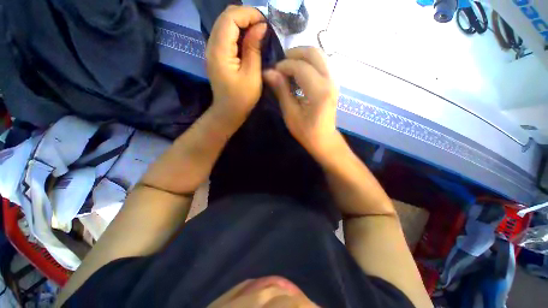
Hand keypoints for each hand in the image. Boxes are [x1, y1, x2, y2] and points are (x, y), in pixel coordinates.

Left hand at [206, 6, 267, 126]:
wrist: (228, 112)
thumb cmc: (242, 98)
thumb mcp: (252, 75)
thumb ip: (254, 49)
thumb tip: (260, 26)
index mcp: (220, 51)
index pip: (230, 18)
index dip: (248, 14)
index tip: (264, 23)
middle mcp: (211, 45)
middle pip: (225, 17)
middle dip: (245, 16)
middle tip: (262, 27)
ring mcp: (211, 49)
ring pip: (224, 24)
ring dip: (242, 23)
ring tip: (257, 31)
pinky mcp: (215, 54)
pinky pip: (225, 34)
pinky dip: (237, 32)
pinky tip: (248, 39)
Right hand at [264, 47, 339, 160]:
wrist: (324, 139)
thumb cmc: (306, 131)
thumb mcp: (290, 114)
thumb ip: (281, 91)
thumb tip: (268, 72)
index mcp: (319, 92)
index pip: (301, 67)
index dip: (284, 65)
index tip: (273, 72)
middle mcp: (330, 81)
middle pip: (314, 52)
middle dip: (294, 54)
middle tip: (281, 65)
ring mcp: (334, 80)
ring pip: (319, 55)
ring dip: (301, 57)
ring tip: (288, 69)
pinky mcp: (333, 82)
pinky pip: (321, 63)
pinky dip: (308, 63)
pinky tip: (298, 75)